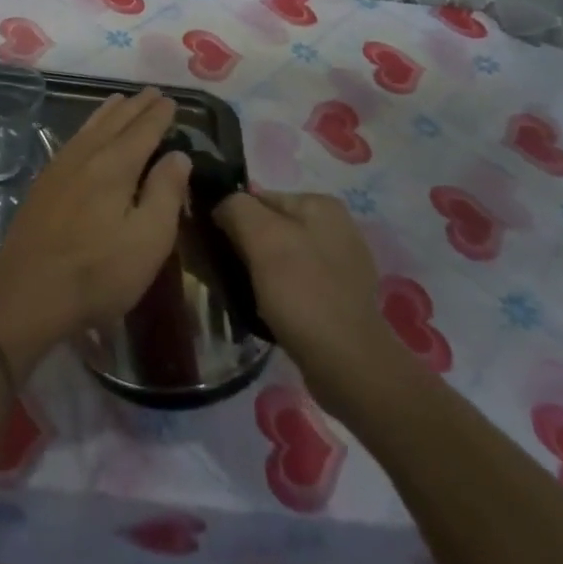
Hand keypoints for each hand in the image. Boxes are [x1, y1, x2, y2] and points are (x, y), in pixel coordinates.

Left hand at [0, 89, 189, 360]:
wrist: (28, 291)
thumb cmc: (98, 272)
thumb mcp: (149, 239)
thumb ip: (166, 192)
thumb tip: (178, 155)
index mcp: (115, 166)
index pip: (143, 130)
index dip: (159, 115)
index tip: (170, 100)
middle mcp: (86, 156)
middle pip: (115, 122)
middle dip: (135, 107)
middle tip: (151, 92)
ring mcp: (59, 168)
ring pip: (89, 128)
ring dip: (108, 112)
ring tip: (119, 100)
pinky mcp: (43, 184)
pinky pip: (72, 141)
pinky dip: (87, 128)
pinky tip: (86, 135)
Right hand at [217, 189, 414, 410]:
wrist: (348, 365)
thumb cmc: (302, 292)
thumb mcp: (262, 238)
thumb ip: (236, 208)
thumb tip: (221, 206)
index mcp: (321, 204)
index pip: (258, 199)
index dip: (231, 219)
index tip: (215, 247)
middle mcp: (336, 227)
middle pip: (270, 226)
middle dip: (246, 246)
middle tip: (225, 273)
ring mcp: (342, 264)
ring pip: (281, 256)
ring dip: (259, 271)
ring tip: (243, 293)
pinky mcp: (341, 297)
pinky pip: (296, 283)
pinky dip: (278, 292)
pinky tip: (268, 310)